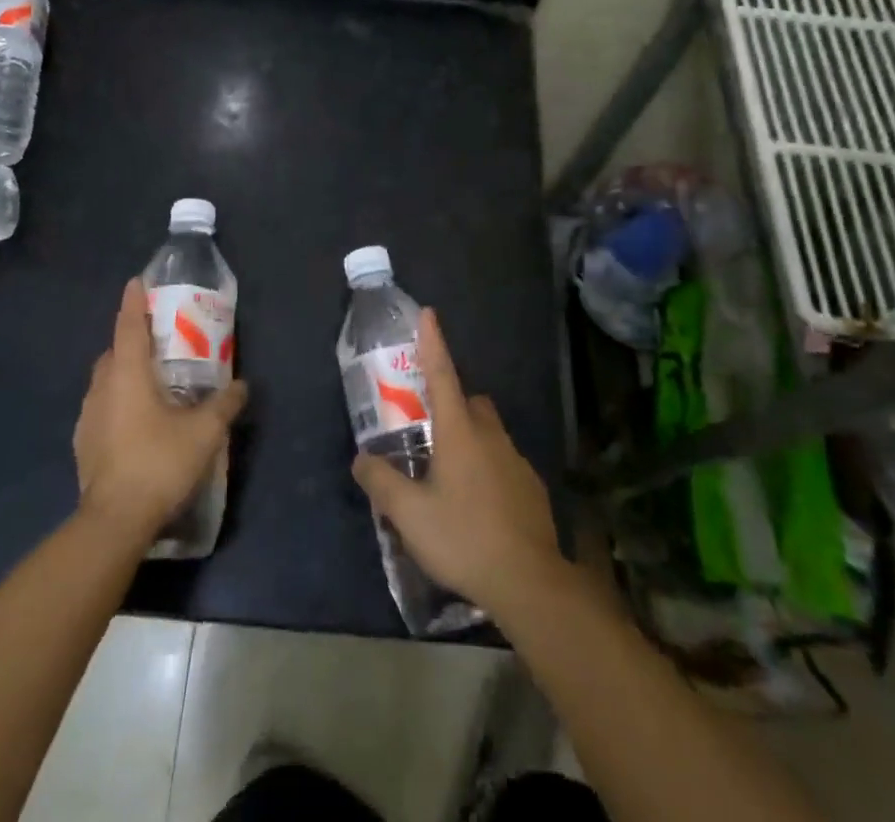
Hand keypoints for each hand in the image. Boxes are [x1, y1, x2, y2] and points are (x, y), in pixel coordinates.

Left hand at [75, 278, 247, 540]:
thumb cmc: (159, 463)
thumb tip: (242, 386)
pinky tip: (136, 421)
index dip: (133, 301)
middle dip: (131, 339)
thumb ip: (225, 404)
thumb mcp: (204, 432)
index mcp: (127, 374)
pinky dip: (117, 401)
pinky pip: (101, 408)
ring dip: (123, 372)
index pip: (128, 325)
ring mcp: (87, 417)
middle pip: (114, 351)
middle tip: (157, 339)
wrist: (114, 521)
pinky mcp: (83, 443)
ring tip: (150, 381)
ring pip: (105, 381)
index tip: (136, 282)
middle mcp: (102, 388)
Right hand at [351, 310, 563, 616]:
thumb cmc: (463, 538)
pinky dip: (488, 469)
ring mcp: (515, 459)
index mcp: (459, 431)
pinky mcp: (531, 486)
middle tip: (430, 429)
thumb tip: (362, 458)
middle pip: (470, 402)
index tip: (429, 313)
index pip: (442, 374)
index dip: (433, 343)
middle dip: (452, 403)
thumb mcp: (409, 514)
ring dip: (470, 439)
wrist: (529, 582)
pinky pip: (503, 462)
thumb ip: (381, 482)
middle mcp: (490, 435)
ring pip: (489, 432)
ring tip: (450, 475)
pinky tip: (478, 504)